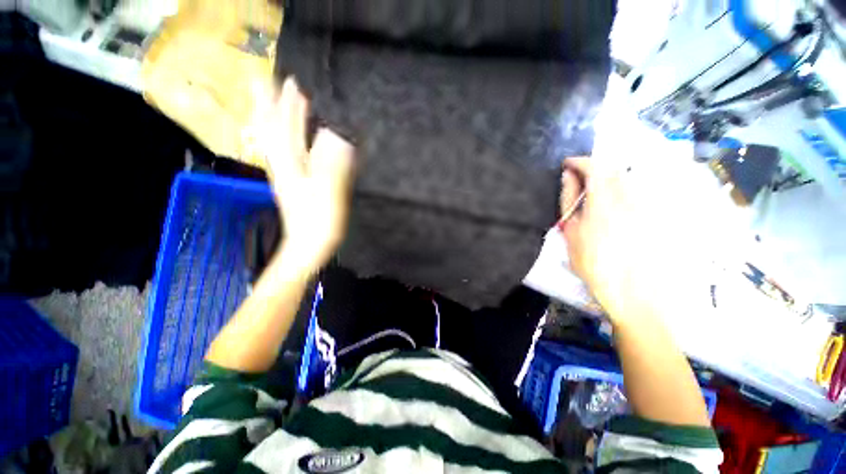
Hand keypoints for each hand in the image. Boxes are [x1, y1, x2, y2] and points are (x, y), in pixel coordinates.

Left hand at [254, 78, 355, 270]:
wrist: (307, 248)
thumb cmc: (320, 222)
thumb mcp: (329, 193)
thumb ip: (333, 162)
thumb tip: (340, 134)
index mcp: (292, 163)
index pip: (289, 126)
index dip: (292, 102)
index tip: (295, 78)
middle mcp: (283, 164)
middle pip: (274, 129)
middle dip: (272, 104)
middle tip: (269, 80)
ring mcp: (284, 175)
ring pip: (272, 141)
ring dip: (269, 119)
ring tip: (265, 100)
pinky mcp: (290, 185)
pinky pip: (279, 155)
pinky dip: (276, 141)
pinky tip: (279, 138)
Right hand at [558, 158, 662, 321]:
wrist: (638, 293)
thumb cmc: (596, 264)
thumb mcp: (571, 233)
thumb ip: (569, 201)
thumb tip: (568, 177)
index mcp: (606, 199)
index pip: (594, 165)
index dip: (579, 161)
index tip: (567, 164)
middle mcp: (633, 194)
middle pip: (614, 167)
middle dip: (594, 167)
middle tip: (580, 180)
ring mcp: (650, 202)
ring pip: (628, 177)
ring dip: (609, 179)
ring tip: (597, 195)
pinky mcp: (661, 211)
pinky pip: (641, 190)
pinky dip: (624, 190)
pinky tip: (618, 208)